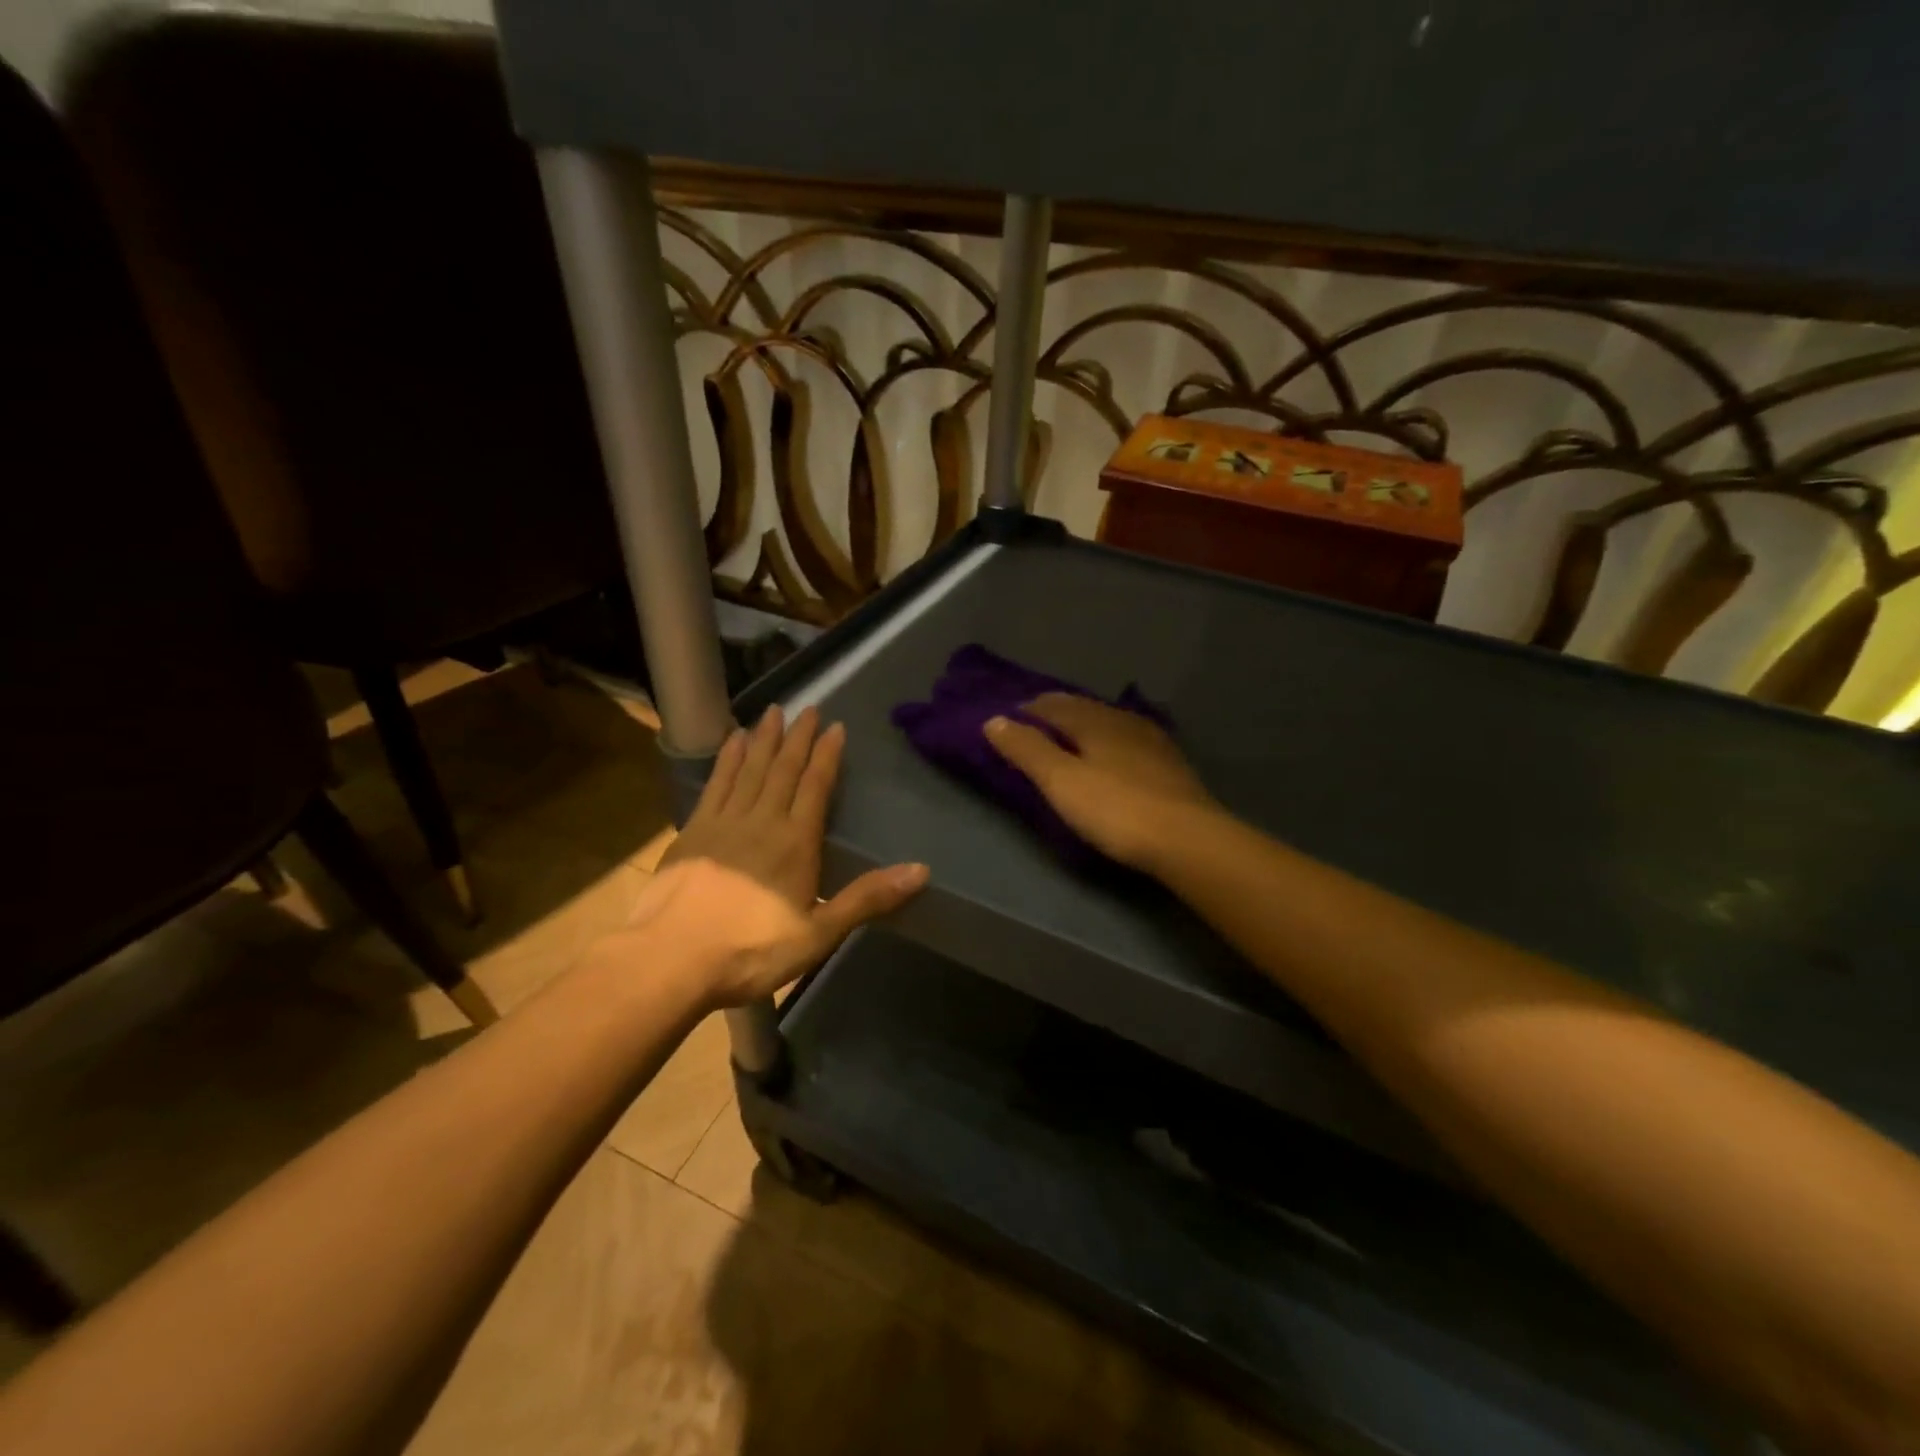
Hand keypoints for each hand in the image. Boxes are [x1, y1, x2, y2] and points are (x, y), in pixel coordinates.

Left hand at [632, 706, 927, 1007]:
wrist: (671, 959)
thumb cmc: (751, 951)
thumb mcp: (818, 933)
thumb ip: (867, 898)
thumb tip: (921, 869)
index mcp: (795, 843)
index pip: (815, 787)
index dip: (827, 756)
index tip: (835, 727)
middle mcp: (761, 821)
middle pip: (782, 770)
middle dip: (798, 738)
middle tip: (808, 709)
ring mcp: (722, 823)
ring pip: (749, 769)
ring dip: (763, 739)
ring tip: (772, 712)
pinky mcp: (692, 832)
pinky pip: (715, 784)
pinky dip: (726, 760)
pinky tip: (731, 742)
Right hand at [984, 694, 1218, 872]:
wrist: (1188, 838)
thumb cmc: (1116, 809)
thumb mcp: (1061, 781)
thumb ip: (1027, 749)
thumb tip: (993, 720)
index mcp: (1094, 721)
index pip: (1054, 705)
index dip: (1029, 709)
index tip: (1009, 716)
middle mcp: (1123, 721)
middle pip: (1083, 708)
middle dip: (1057, 711)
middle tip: (1034, 722)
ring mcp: (1151, 741)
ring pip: (1109, 721)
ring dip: (1085, 724)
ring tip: (1070, 735)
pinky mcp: (1169, 764)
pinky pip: (1128, 739)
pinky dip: (1109, 740)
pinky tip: (1114, 753)